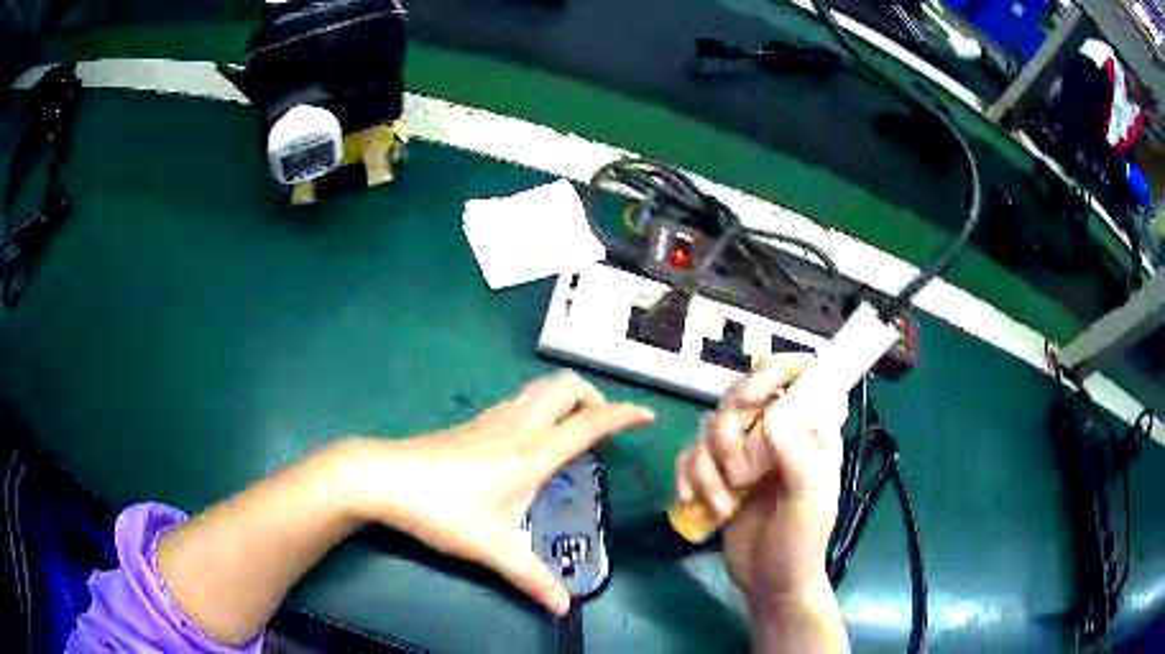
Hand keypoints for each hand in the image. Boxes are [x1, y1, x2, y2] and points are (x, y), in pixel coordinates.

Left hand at [345, 371, 654, 615]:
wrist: (385, 479)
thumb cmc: (444, 511)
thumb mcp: (493, 549)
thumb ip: (531, 578)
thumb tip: (564, 607)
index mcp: (532, 453)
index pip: (589, 423)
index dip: (623, 415)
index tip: (648, 416)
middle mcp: (518, 427)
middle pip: (565, 387)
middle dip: (594, 396)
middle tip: (602, 426)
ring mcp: (492, 419)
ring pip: (540, 388)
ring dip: (566, 397)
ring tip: (573, 428)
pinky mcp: (472, 423)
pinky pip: (519, 400)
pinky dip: (540, 404)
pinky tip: (530, 435)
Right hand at [673, 354, 844, 604]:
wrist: (771, 582)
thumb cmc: (801, 542)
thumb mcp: (810, 502)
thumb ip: (799, 457)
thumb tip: (774, 414)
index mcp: (809, 431)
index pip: (797, 375)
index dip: (773, 372)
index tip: (751, 400)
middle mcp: (776, 432)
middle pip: (739, 397)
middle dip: (728, 437)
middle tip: (737, 476)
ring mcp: (744, 453)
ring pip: (709, 428)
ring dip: (706, 470)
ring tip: (724, 507)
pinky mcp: (718, 473)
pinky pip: (690, 456)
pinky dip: (687, 477)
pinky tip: (691, 501)